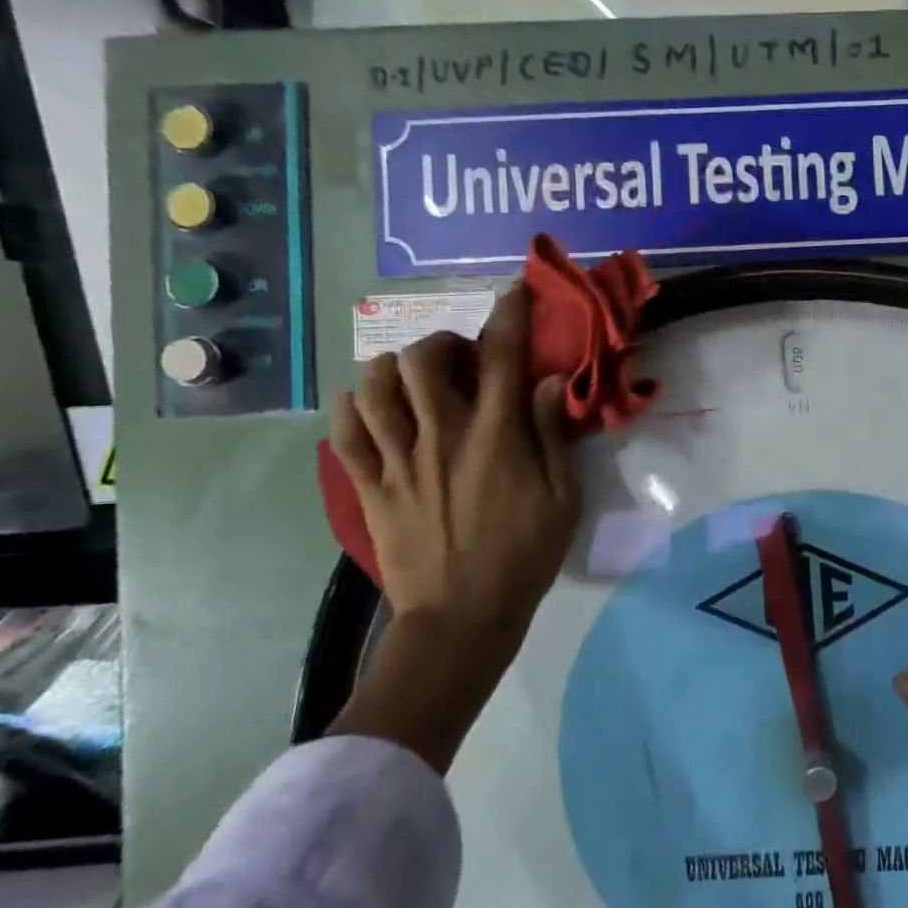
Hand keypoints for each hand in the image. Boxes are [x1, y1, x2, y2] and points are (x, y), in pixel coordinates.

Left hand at [325, 284, 579, 771]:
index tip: (514, 291)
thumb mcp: (563, 499)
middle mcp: (442, 436)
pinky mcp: (369, 485)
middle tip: (460, 360)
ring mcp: (398, 460)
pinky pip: (344, 430)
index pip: (502, 357)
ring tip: (413, 380)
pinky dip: (353, 406)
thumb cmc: (525, 557)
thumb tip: (547, 382)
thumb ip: (552, 436)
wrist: (462, 616)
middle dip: (442, 343)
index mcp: (495, 437)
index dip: (509, 315)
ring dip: (395, 368)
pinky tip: (369, 406)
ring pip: (375, 386)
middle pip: (423, 359)